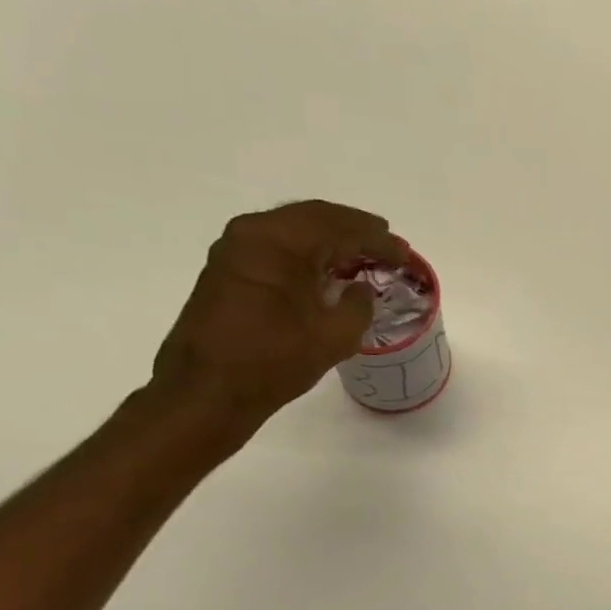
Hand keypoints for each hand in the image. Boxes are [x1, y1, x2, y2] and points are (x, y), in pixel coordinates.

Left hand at [150, 200, 404, 433]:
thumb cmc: (274, 361)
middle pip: (314, 218)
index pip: (341, 228)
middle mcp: (253, 232)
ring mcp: (234, 249)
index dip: (378, 239)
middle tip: (385, 240)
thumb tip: (360, 290)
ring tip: (359, 253)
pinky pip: (275, 246)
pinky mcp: (226, 270)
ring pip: (292, 229)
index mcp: (281, 241)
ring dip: (328, 239)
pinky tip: (323, 268)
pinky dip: (305, 251)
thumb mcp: (334, 337)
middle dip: (353, 228)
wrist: (206, 392)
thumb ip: (358, 306)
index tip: (404, 252)